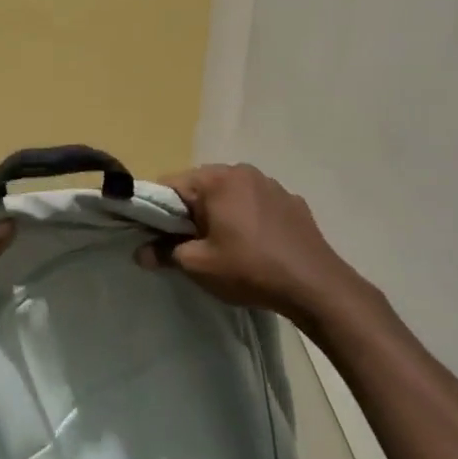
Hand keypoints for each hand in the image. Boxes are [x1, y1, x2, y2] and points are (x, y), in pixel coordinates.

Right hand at [137, 163, 372, 322]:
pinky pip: (256, 203)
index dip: (157, 210)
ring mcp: (272, 184)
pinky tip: (255, 245)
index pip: (169, 184)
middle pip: (200, 186)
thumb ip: (164, 253)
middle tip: (192, 244)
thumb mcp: (198, 266)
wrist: (316, 286)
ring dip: (220, 213)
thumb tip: (140, 253)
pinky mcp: (292, 202)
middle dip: (190, 211)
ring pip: (229, 194)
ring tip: (226, 246)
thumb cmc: (249, 269)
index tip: (159, 236)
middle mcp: (243, 171)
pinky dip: (247, 217)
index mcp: (216, 179)